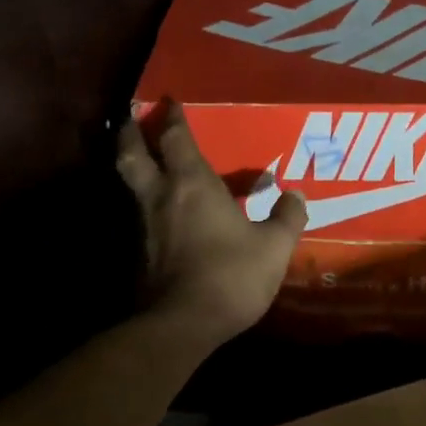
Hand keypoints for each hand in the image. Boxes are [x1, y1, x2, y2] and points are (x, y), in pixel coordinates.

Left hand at [116, 105, 307, 346]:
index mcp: (193, 185)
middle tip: (130, 118)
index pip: (176, 139)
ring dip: (132, 166)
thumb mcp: (273, 247)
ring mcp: (144, 226)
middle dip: (130, 133)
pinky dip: (142, 203)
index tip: (170, 101)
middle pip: (132, 154)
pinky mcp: (137, 254)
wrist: (182, 324)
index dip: (173, 118)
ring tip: (139, 158)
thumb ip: (287, 217)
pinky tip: (157, 213)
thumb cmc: (231, 275)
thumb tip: (295, 195)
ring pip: (130, 184)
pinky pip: (138, 215)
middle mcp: (161, 197)